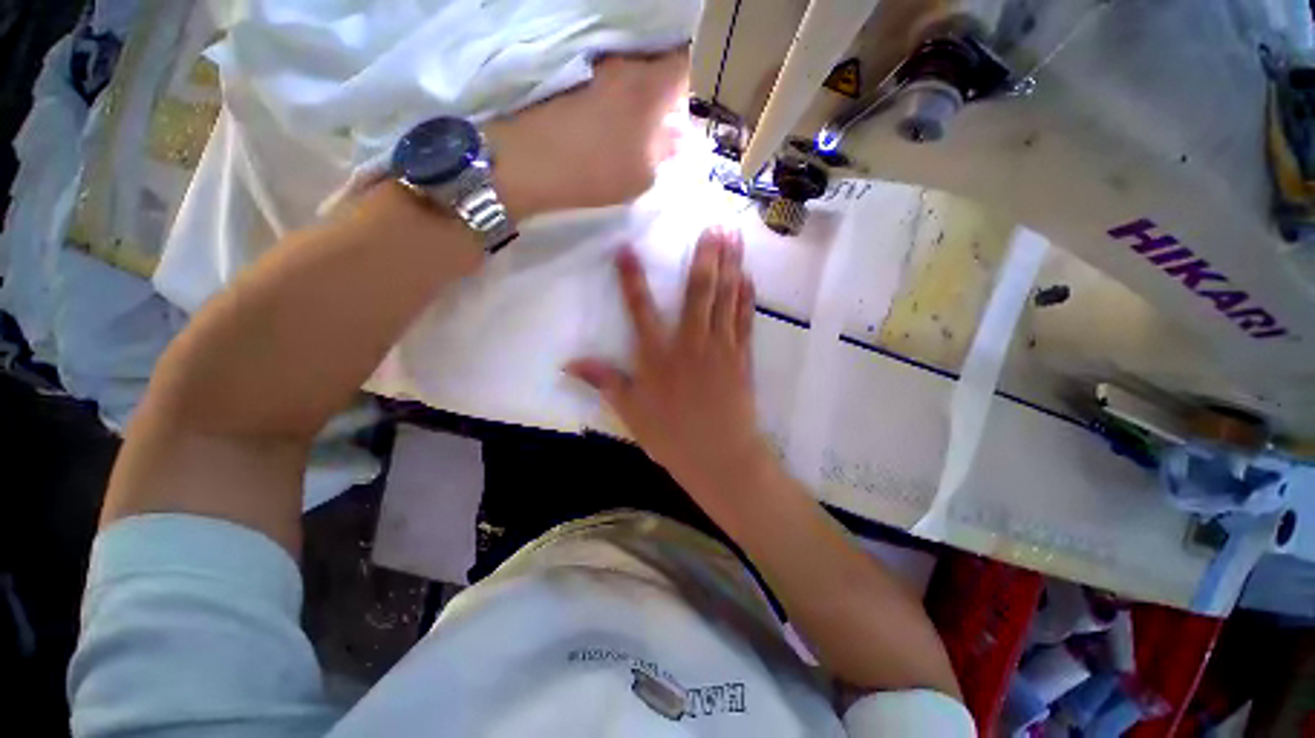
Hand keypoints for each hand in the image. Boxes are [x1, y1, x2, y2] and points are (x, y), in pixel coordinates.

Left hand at [485, 51, 689, 218]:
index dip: (693, 81)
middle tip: (665, 119)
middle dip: (668, 86)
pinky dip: (618, 92)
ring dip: (641, 89)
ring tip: (637, 123)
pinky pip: (609, 75)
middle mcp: (624, 63)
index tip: (688, 106)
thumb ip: (666, 151)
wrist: (530, 161)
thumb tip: (677, 137)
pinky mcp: (574, 73)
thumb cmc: (595, 171)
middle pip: (658, 60)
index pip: (686, 61)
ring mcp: (596, 64)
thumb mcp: (643, 175)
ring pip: (632, 67)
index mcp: (649, 85)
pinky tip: (611, 119)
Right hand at [566, 227, 773, 505]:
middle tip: (713, 225)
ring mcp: (720, 347)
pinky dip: (746, 297)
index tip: (626, 249)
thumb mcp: (630, 412)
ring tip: (735, 236)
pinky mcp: (741, 357)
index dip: (631, 278)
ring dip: (731, 265)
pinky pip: (744, 320)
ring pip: (725, 298)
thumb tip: (568, 363)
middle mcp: (689, 342)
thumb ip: (603, 381)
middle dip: (705, 256)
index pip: (640, 308)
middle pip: (697, 291)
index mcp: (658, 355)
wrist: (720, 457)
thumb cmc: (672, 436)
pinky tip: (749, 277)